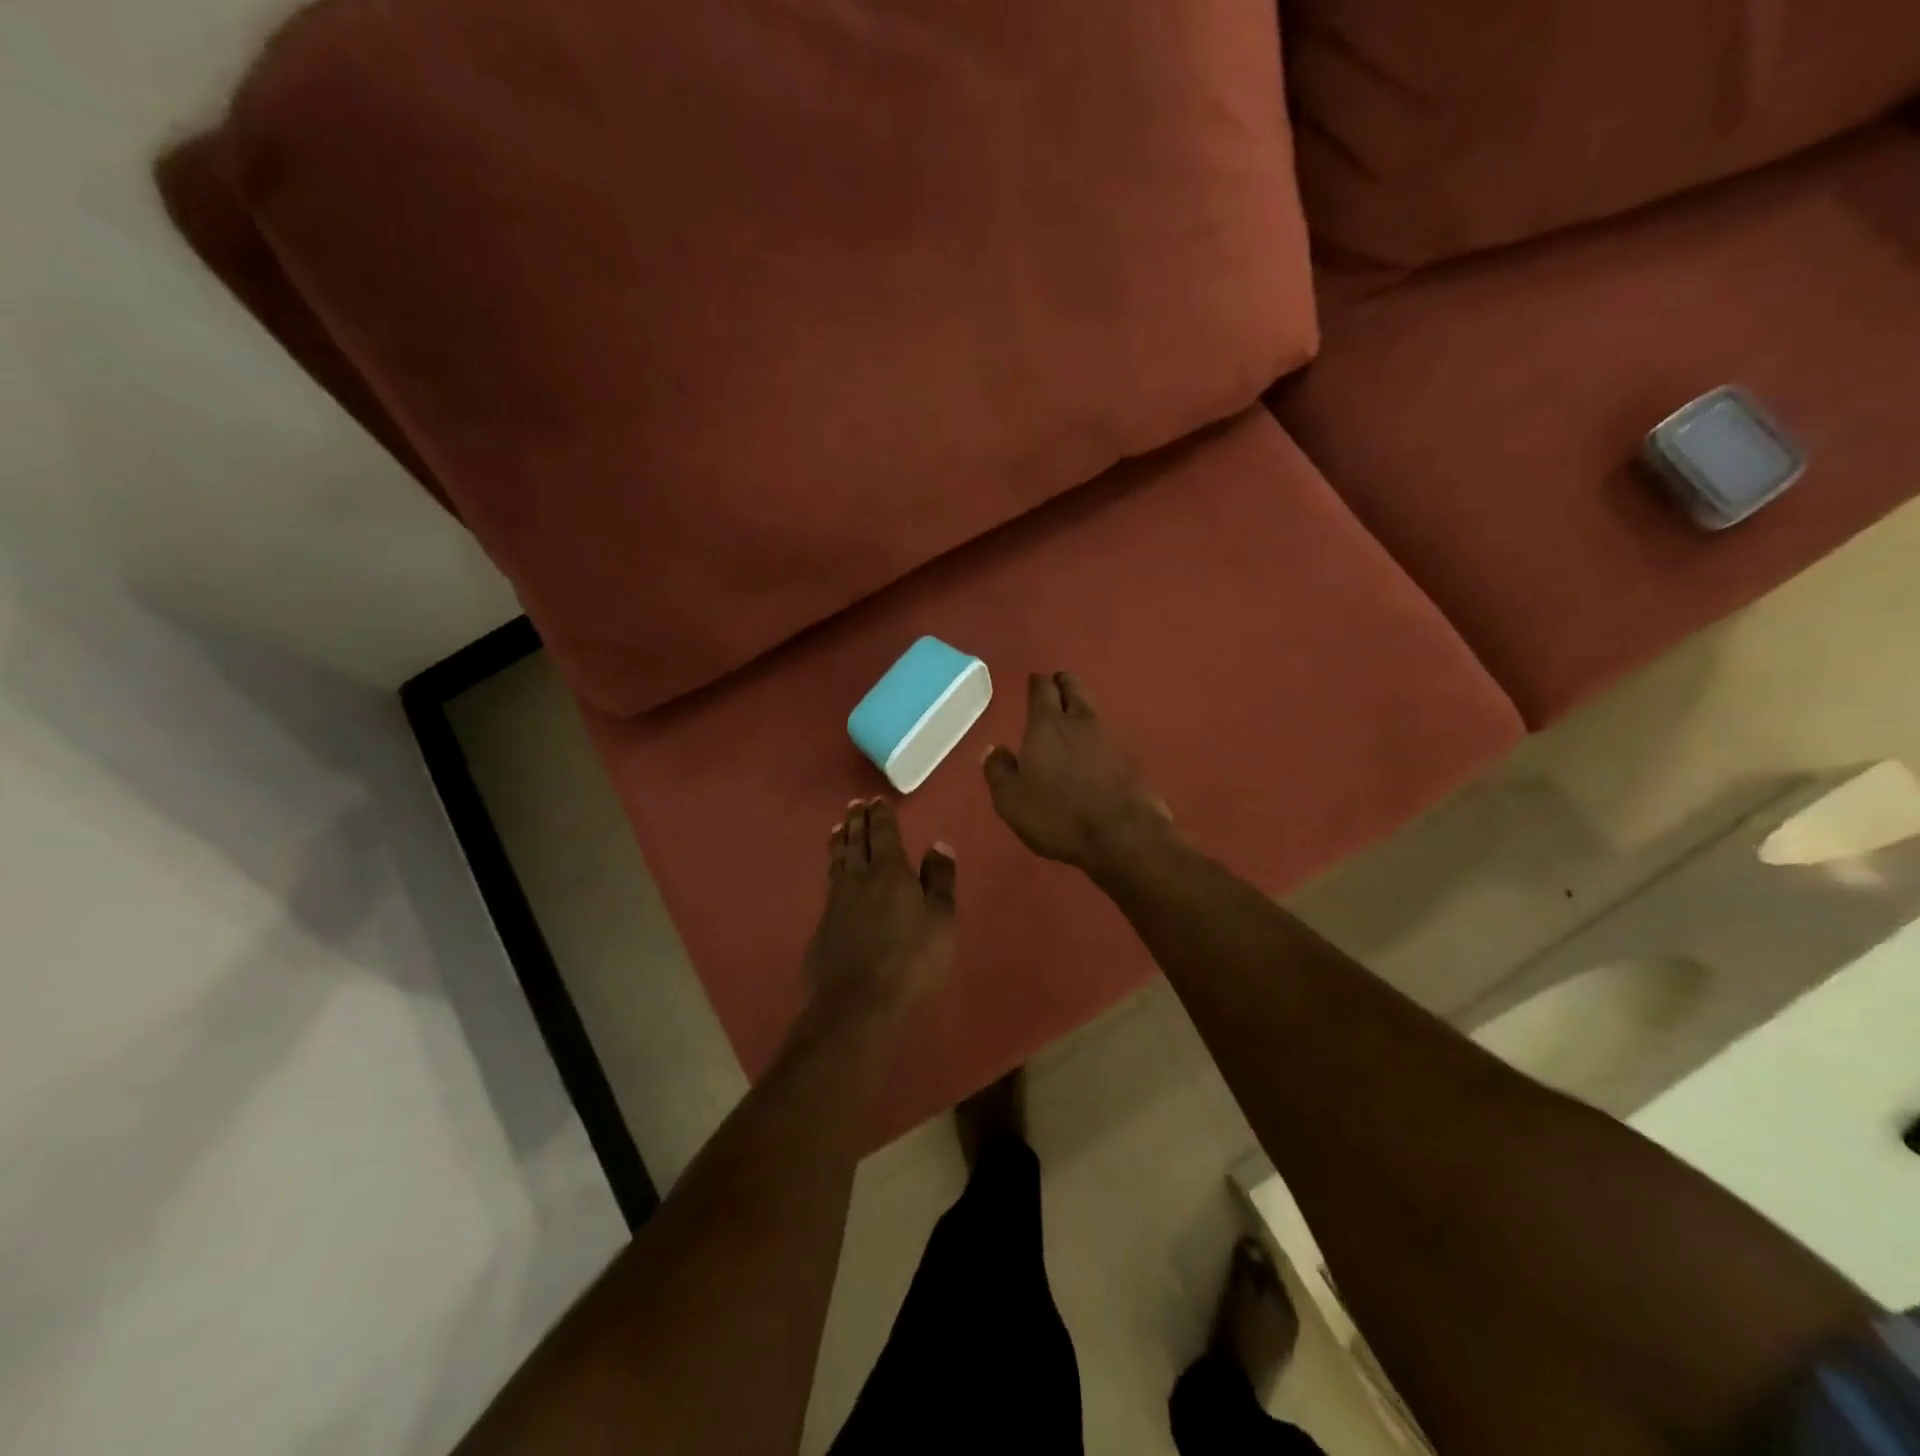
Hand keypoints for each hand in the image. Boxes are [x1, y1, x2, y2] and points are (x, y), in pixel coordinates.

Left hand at [804, 798, 956, 1022]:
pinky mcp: (824, 925)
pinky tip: (834, 874)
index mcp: (890, 872)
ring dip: (841, 841)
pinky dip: (833, 868)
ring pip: (838, 861)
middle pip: (857, 842)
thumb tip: (938, 844)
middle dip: (857, 821)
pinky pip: (830, 884)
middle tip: (854, 804)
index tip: (876, 800)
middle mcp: (859, 878)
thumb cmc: (910, 960)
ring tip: (839, 828)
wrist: (857, 1002)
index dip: (881, 816)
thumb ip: (939, 880)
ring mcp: (837, 901)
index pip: (884, 834)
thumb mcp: (940, 920)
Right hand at [982, 672, 1174, 874]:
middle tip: (1056, 684)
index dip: (1037, 682)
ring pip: (1092, 710)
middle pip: (1074, 688)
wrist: (1123, 835)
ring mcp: (1109, 739)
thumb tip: (993, 749)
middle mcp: (1080, 722)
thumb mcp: (1011, 800)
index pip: (1042, 689)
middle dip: (1063, 682)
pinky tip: (1091, 751)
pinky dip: (1096, 736)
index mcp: (1047, 725)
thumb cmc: (1058, 815)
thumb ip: (998, 771)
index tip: (1034, 680)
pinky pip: (1107, 736)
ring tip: (1070, 717)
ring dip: (1081, 707)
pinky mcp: (1129, 760)